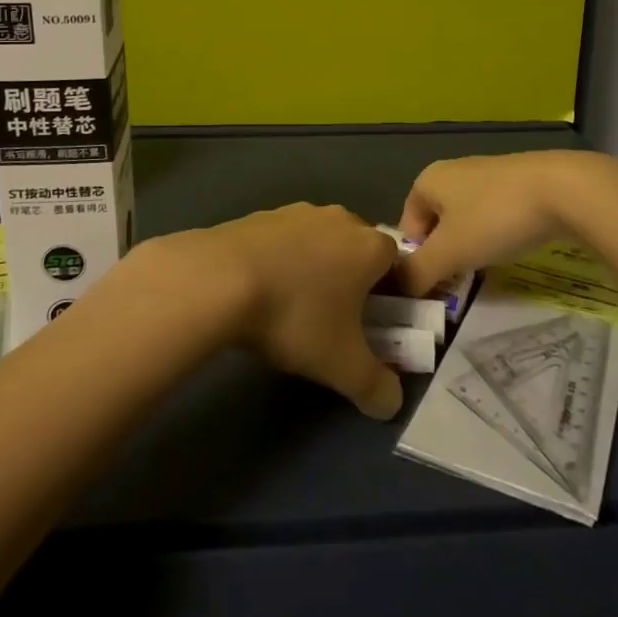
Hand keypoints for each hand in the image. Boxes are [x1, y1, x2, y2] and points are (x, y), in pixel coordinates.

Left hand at [141, 204, 403, 419]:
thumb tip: (391, 403)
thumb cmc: (296, 316)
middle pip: (358, 251)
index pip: (397, 266)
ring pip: (320, 244)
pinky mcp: (261, 215)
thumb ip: (376, 388)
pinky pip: (285, 242)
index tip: (375, 327)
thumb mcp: (343, 367)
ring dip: (316, 271)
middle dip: (353, 283)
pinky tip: (263, 292)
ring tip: (295, 309)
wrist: (220, 278)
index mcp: (370, 246)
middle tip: (337, 322)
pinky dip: (283, 263)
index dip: (392, 297)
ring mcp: (297, 212)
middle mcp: (340, 219)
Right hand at [394, 150, 616, 297]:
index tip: (438, 286)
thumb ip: (418, 273)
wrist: (563, 189)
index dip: (418, 260)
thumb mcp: (451, 252)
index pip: (407, 228)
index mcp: (427, 180)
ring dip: (471, 247)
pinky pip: (492, 214)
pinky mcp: (515, 181)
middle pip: (436, 224)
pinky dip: (496, 234)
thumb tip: (397, 291)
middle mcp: (451, 171)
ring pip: (465, 220)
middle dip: (446, 255)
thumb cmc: (494, 217)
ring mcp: (485, 173)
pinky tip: (512, 247)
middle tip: (461, 282)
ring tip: (488, 268)